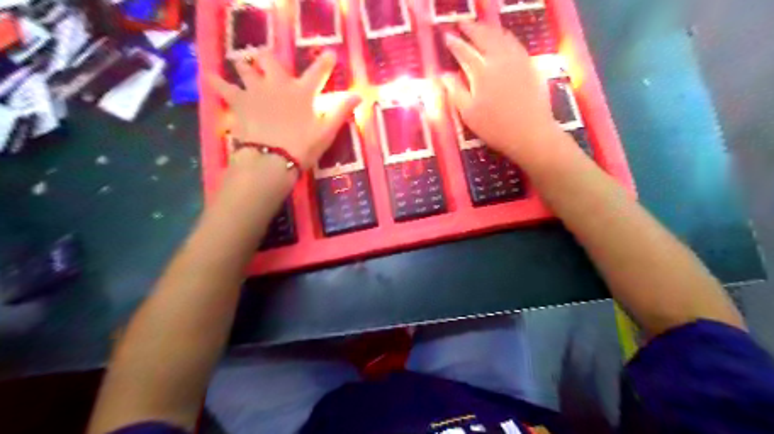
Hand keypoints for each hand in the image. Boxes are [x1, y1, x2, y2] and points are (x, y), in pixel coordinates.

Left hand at [210, 47, 359, 169]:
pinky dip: (216, 80)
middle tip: (268, 61)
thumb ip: (340, 111)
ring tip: (243, 64)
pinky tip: (208, 75)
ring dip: (245, 65)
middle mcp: (277, 84)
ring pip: (245, 67)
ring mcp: (255, 90)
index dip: (326, 62)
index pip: (318, 72)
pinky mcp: (238, 102)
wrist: (271, 159)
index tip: (331, 54)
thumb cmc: (302, 147)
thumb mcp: (326, 131)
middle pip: (271, 61)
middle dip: (270, 59)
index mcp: (302, 92)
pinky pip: (222, 86)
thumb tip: (359, 95)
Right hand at [441, 22, 563, 160]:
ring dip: (488, 29)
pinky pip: (515, 42)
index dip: (454, 43)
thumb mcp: (469, 113)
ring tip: (480, 27)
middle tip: (462, 24)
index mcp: (481, 72)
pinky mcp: (530, 64)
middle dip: (471, 29)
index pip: (464, 52)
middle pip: (484, 37)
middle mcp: (499, 60)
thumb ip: (455, 91)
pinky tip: (502, 38)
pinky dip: (505, 36)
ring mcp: (517, 60)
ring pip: (501, 36)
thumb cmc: (495, 127)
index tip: (447, 37)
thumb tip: (443, 75)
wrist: (530, 133)